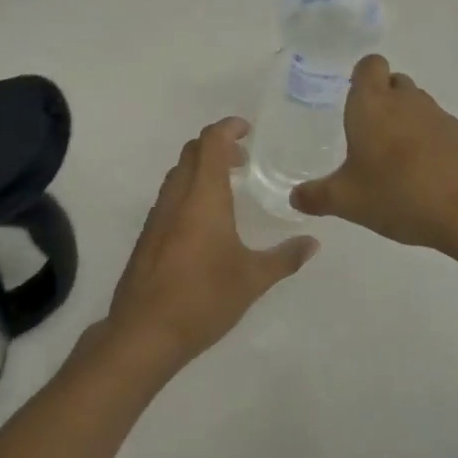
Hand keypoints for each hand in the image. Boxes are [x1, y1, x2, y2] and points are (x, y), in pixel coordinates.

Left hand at [103, 118, 318, 377]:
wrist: (145, 330)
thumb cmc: (204, 297)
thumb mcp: (253, 279)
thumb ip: (285, 258)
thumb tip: (313, 243)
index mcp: (203, 194)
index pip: (211, 141)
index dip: (228, 127)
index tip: (248, 130)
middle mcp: (177, 195)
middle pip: (192, 151)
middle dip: (218, 146)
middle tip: (243, 161)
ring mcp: (158, 213)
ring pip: (179, 173)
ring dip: (201, 168)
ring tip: (228, 188)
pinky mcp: (149, 233)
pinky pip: (170, 195)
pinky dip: (189, 189)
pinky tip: (205, 221)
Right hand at [290, 56, 457, 276]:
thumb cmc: (399, 194)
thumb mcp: (347, 201)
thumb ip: (316, 196)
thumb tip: (294, 197)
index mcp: (372, 104)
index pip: (369, 64)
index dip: (361, 75)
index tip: (353, 98)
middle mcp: (406, 101)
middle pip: (394, 82)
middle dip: (383, 99)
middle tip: (369, 132)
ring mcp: (440, 117)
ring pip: (418, 105)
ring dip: (407, 121)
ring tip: (395, 158)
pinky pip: (439, 129)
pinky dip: (430, 143)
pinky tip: (424, 176)